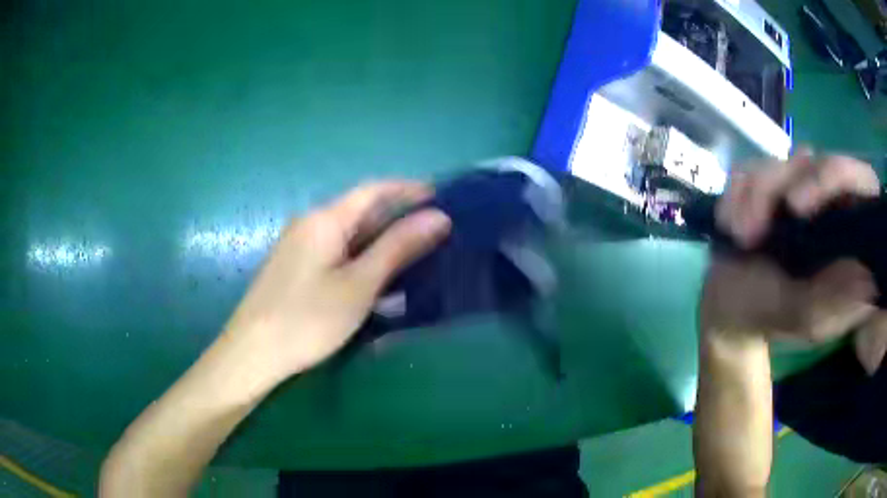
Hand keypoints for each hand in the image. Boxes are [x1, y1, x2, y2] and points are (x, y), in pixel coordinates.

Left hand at [223, 181, 450, 380]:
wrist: (253, 352)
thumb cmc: (308, 318)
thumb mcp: (359, 284)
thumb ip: (398, 247)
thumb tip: (438, 217)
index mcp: (325, 219)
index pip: (373, 190)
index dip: (408, 189)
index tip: (441, 197)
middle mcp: (310, 223)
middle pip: (360, 210)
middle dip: (398, 217)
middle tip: (435, 231)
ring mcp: (299, 245)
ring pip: (349, 233)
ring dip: (381, 239)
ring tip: (414, 253)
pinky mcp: (295, 266)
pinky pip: (336, 251)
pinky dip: (361, 256)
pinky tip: (376, 274)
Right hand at [700, 152, 886, 372]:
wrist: (734, 310)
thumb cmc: (777, 319)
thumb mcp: (811, 319)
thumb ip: (838, 300)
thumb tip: (869, 275)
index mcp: (850, 229)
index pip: (859, 179)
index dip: (834, 176)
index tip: (797, 208)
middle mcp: (828, 200)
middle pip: (813, 162)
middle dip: (778, 189)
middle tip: (754, 232)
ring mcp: (795, 186)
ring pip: (777, 162)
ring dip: (752, 197)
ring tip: (740, 237)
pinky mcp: (765, 183)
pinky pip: (748, 169)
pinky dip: (735, 195)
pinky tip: (730, 225)